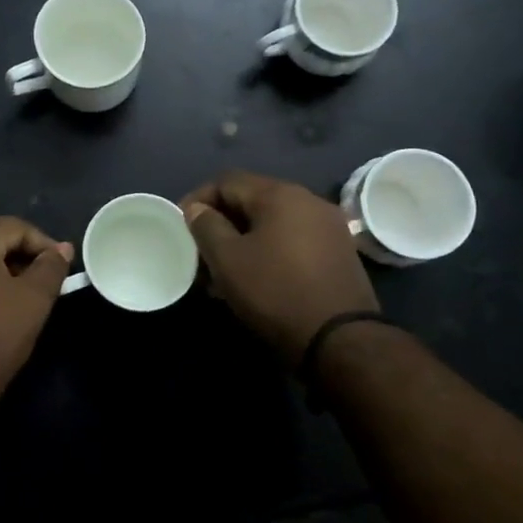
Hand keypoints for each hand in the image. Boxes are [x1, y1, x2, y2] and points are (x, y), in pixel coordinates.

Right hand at [182, 171, 381, 361]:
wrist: (340, 340)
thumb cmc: (275, 292)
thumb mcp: (227, 259)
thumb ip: (206, 226)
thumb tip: (197, 208)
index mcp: (281, 194)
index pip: (227, 181)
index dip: (198, 199)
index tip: (181, 226)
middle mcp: (309, 201)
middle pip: (251, 200)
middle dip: (220, 223)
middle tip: (200, 252)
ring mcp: (328, 227)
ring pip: (272, 223)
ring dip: (243, 241)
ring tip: (222, 272)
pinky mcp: (339, 253)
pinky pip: (292, 241)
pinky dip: (268, 251)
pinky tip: (254, 279)